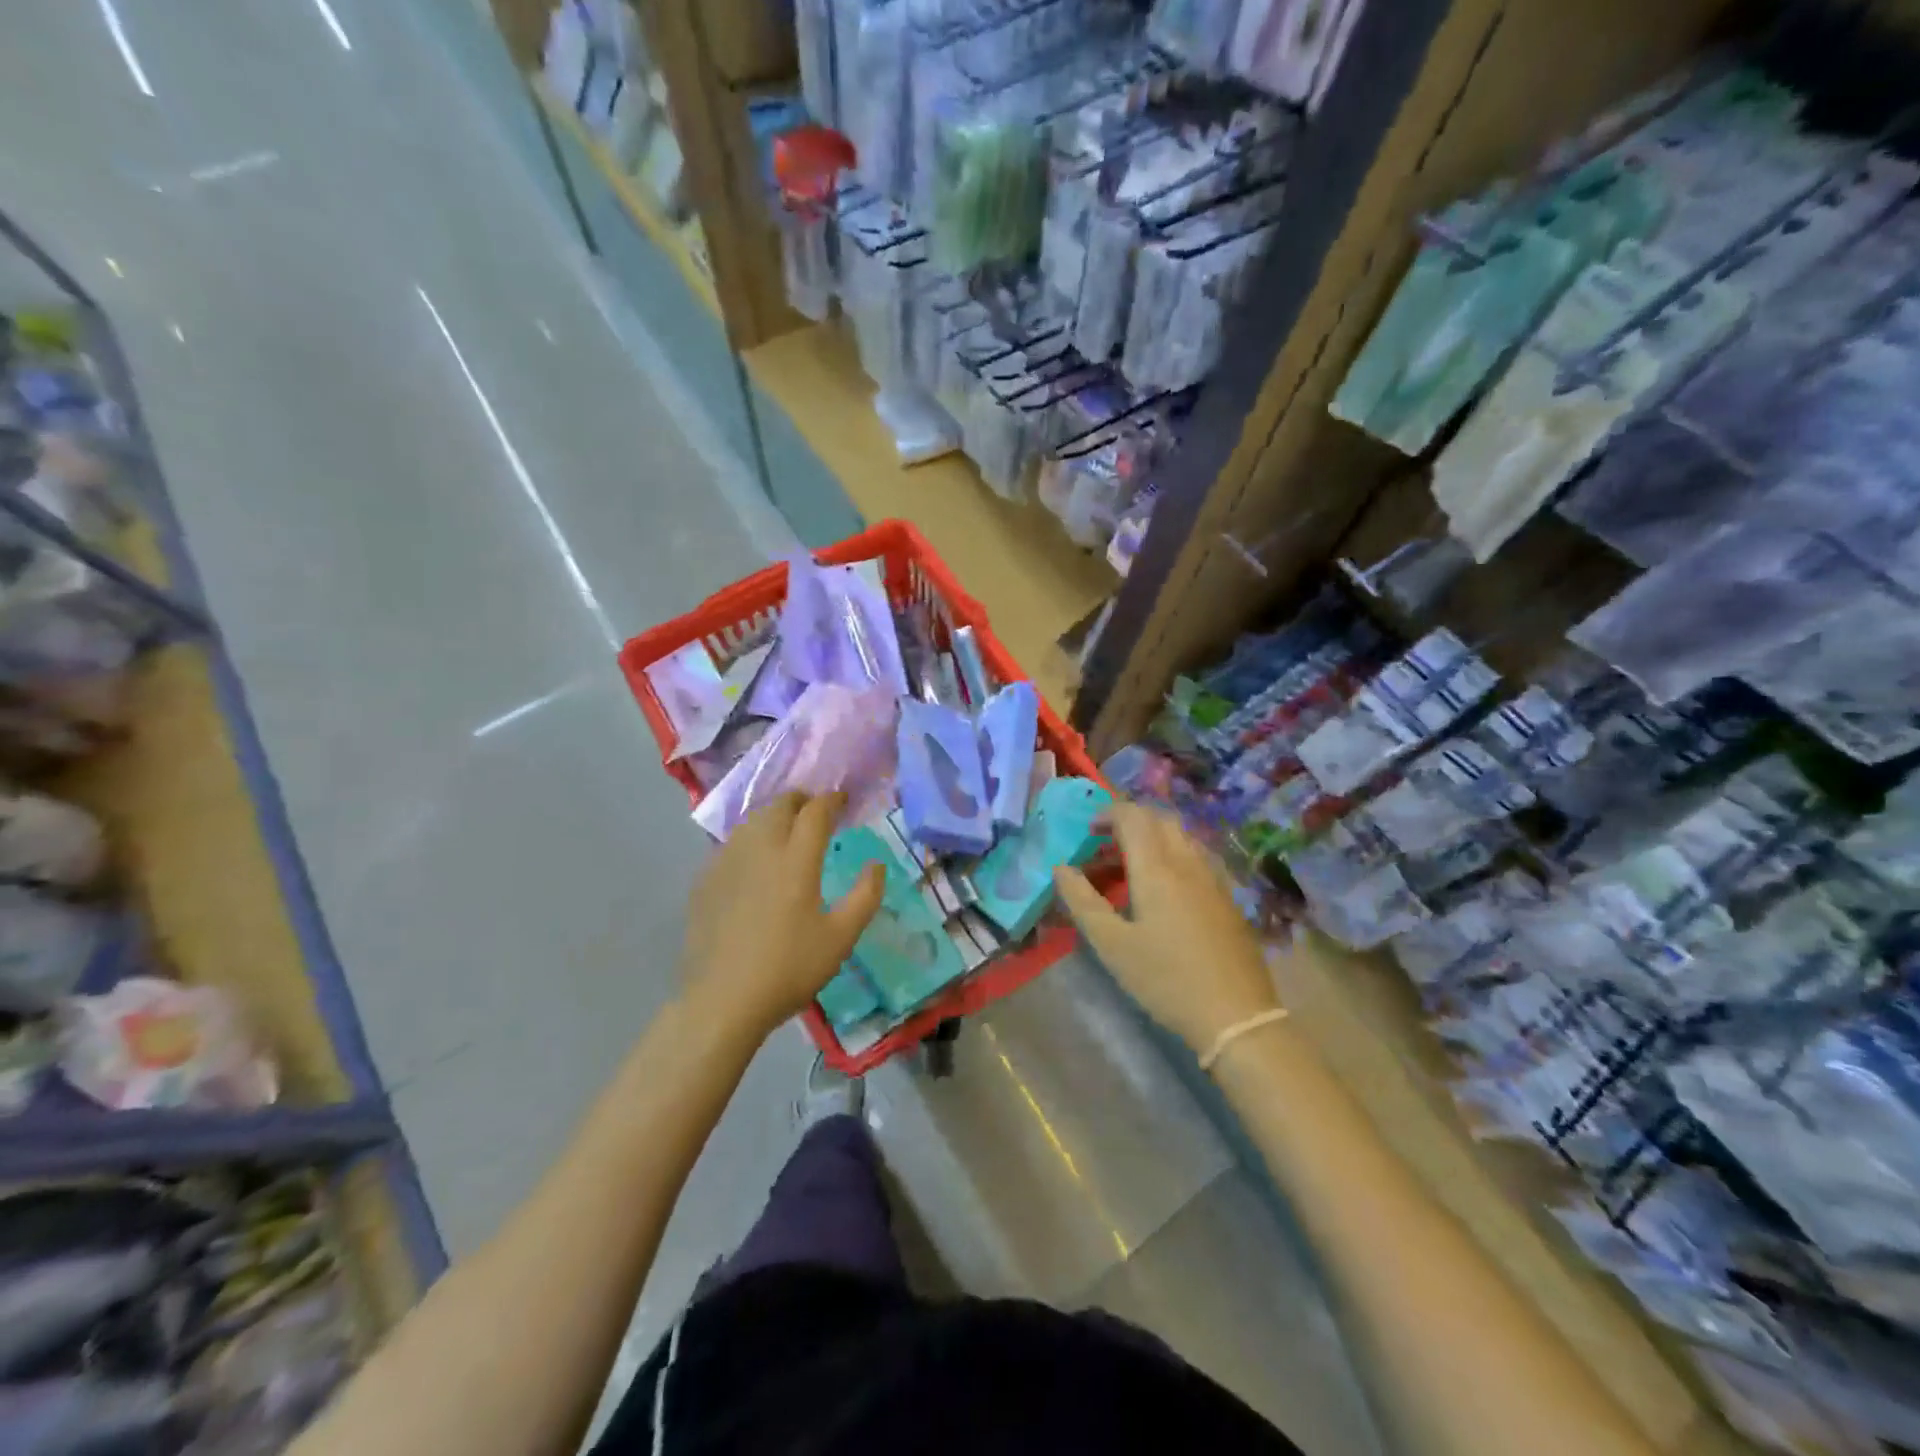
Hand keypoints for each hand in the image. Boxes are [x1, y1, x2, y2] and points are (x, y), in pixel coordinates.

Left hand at [679, 791, 882, 1043]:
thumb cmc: (789, 969)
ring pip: (753, 820)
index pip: (815, 811)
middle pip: (780, 805)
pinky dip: (751, 839)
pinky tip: (756, 861)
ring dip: (775, 816)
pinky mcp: (705, 879)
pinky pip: (732, 843)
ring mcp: (727, 861)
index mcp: (796, 859)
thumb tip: (876, 865)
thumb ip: (865, 896)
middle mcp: (760, 849)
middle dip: (802, 800)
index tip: (843, 800)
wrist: (722, 1000)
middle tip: (816, 812)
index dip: (832, 799)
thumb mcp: (841, 938)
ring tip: (788, 831)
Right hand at [1054, 801, 1280, 1056]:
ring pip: (1182, 837)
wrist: (1237, 1016)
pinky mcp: (1228, 898)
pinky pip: (1196, 858)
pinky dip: (1173, 856)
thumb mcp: (1112, 945)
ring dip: (1153, 838)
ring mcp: (1213, 879)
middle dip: (1131, 822)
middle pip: (1160, 820)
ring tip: (1131, 867)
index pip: (1133, 816)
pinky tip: (1164, 890)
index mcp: (1157, 868)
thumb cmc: (1166, 979)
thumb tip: (1061, 868)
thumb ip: (1082, 902)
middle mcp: (1187, 862)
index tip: (1088, 831)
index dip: (1108, 814)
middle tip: (1106, 845)